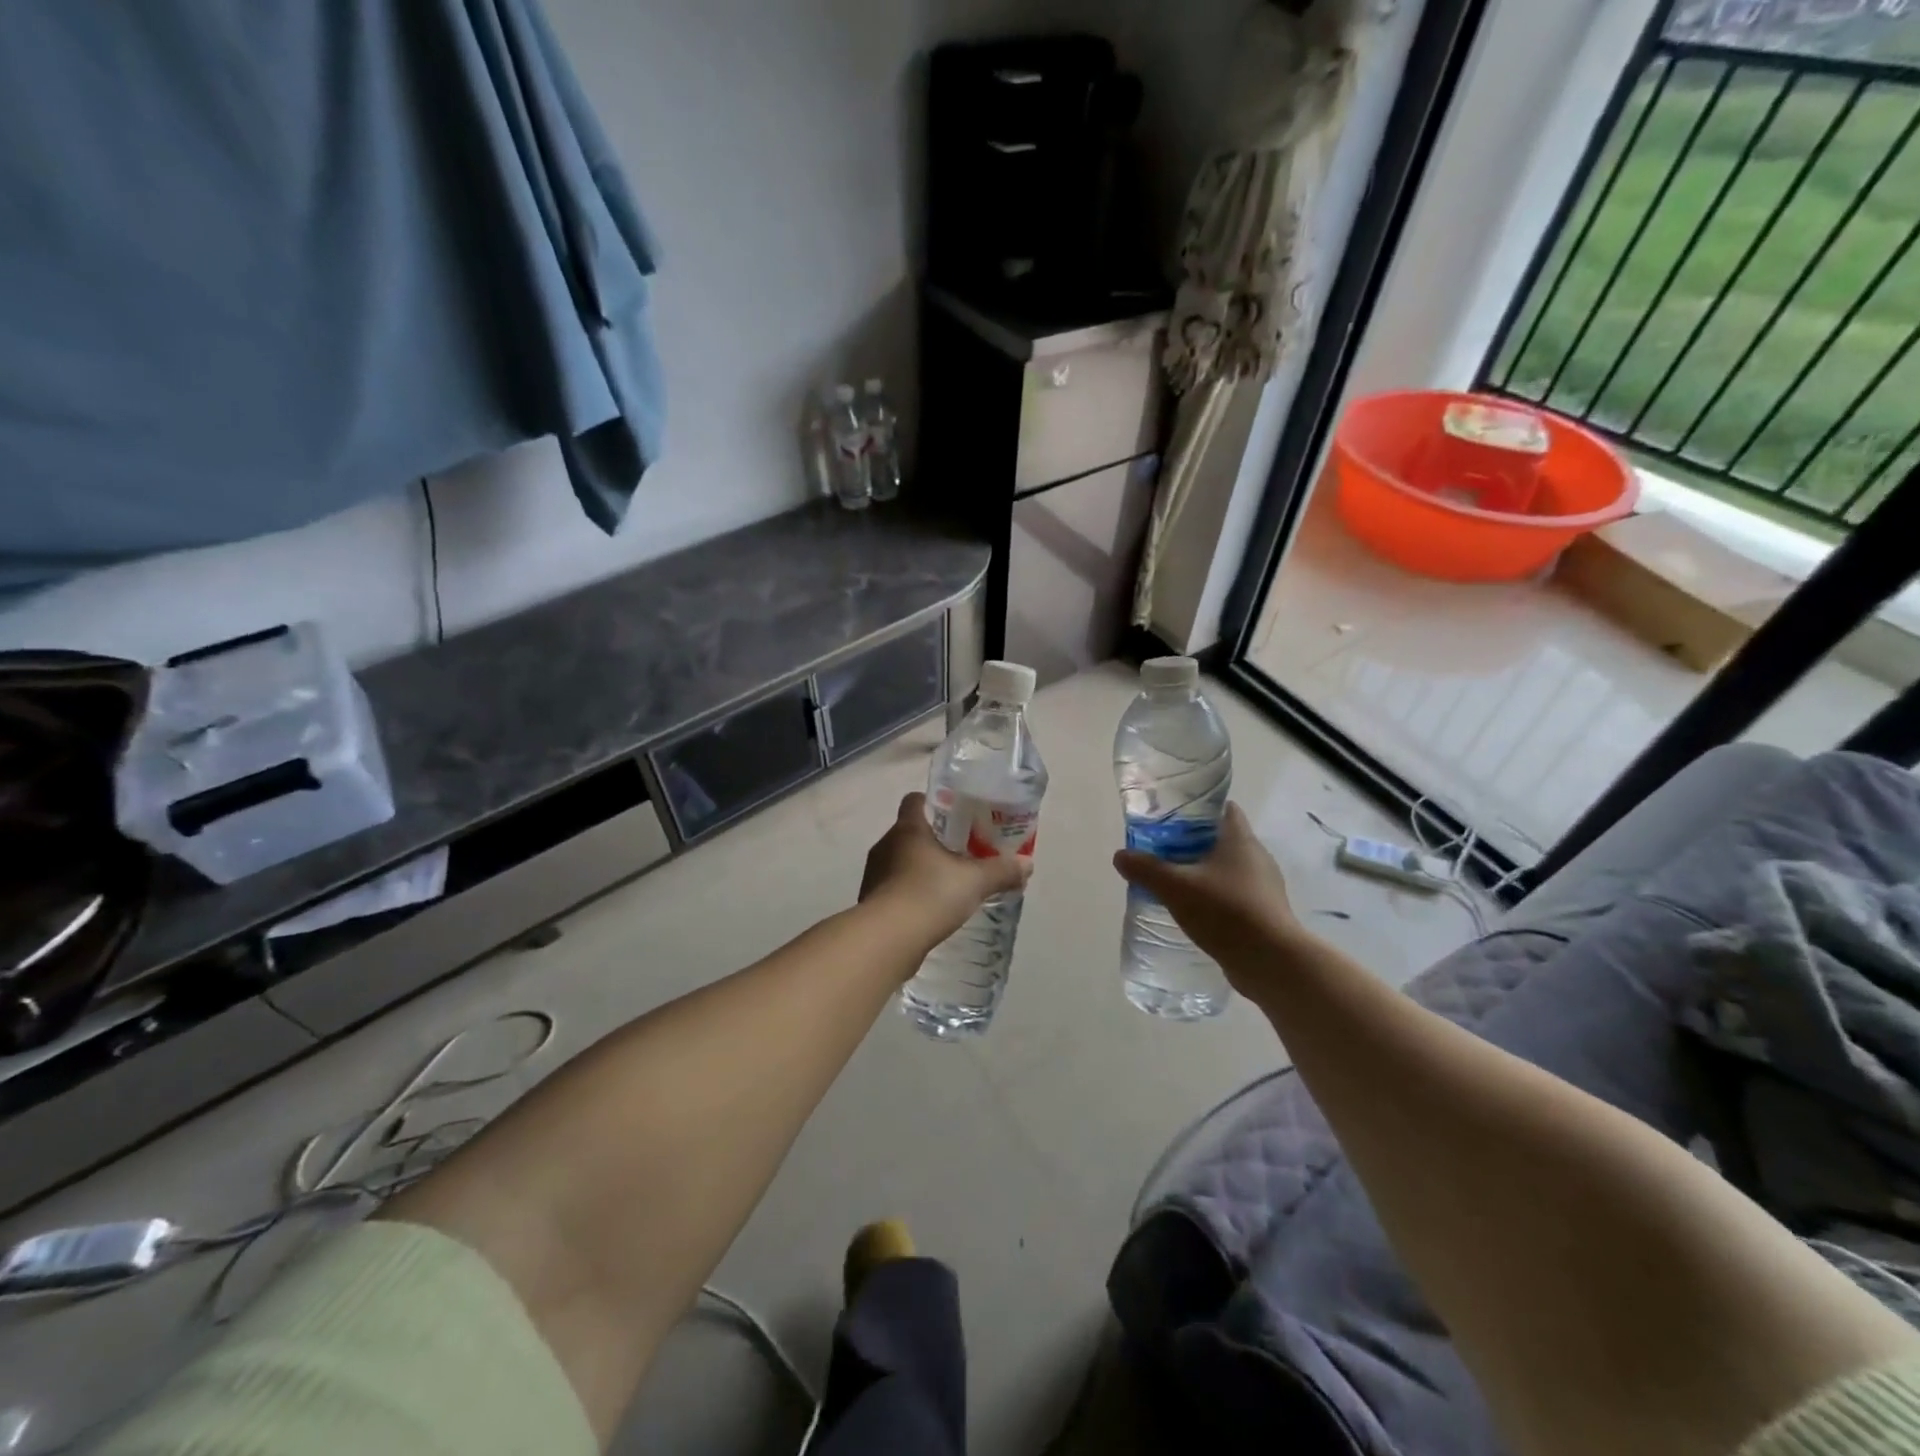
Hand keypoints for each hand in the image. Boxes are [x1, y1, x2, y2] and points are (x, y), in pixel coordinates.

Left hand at [861, 792, 1031, 952]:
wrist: (887, 939)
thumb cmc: (930, 895)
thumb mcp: (975, 882)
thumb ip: (1001, 871)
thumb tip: (1027, 864)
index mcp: (908, 828)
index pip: (915, 801)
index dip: (934, 803)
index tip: (956, 815)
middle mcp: (886, 844)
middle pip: (909, 831)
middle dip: (933, 840)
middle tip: (961, 852)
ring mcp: (874, 873)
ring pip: (900, 861)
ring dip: (920, 868)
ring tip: (947, 883)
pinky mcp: (871, 900)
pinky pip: (894, 887)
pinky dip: (910, 892)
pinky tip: (930, 909)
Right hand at [1112, 803, 1306, 991]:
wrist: (1272, 962)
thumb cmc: (1226, 912)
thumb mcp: (1176, 887)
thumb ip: (1146, 869)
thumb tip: (1120, 856)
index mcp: (1240, 840)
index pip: (1224, 809)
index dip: (1199, 809)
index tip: (1172, 817)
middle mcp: (1257, 857)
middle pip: (1222, 839)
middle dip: (1194, 843)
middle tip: (1163, 851)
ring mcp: (1264, 887)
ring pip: (1228, 869)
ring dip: (1204, 873)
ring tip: (1174, 883)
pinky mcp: (1265, 913)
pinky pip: (1234, 895)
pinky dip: (1215, 897)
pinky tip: (1195, 912)